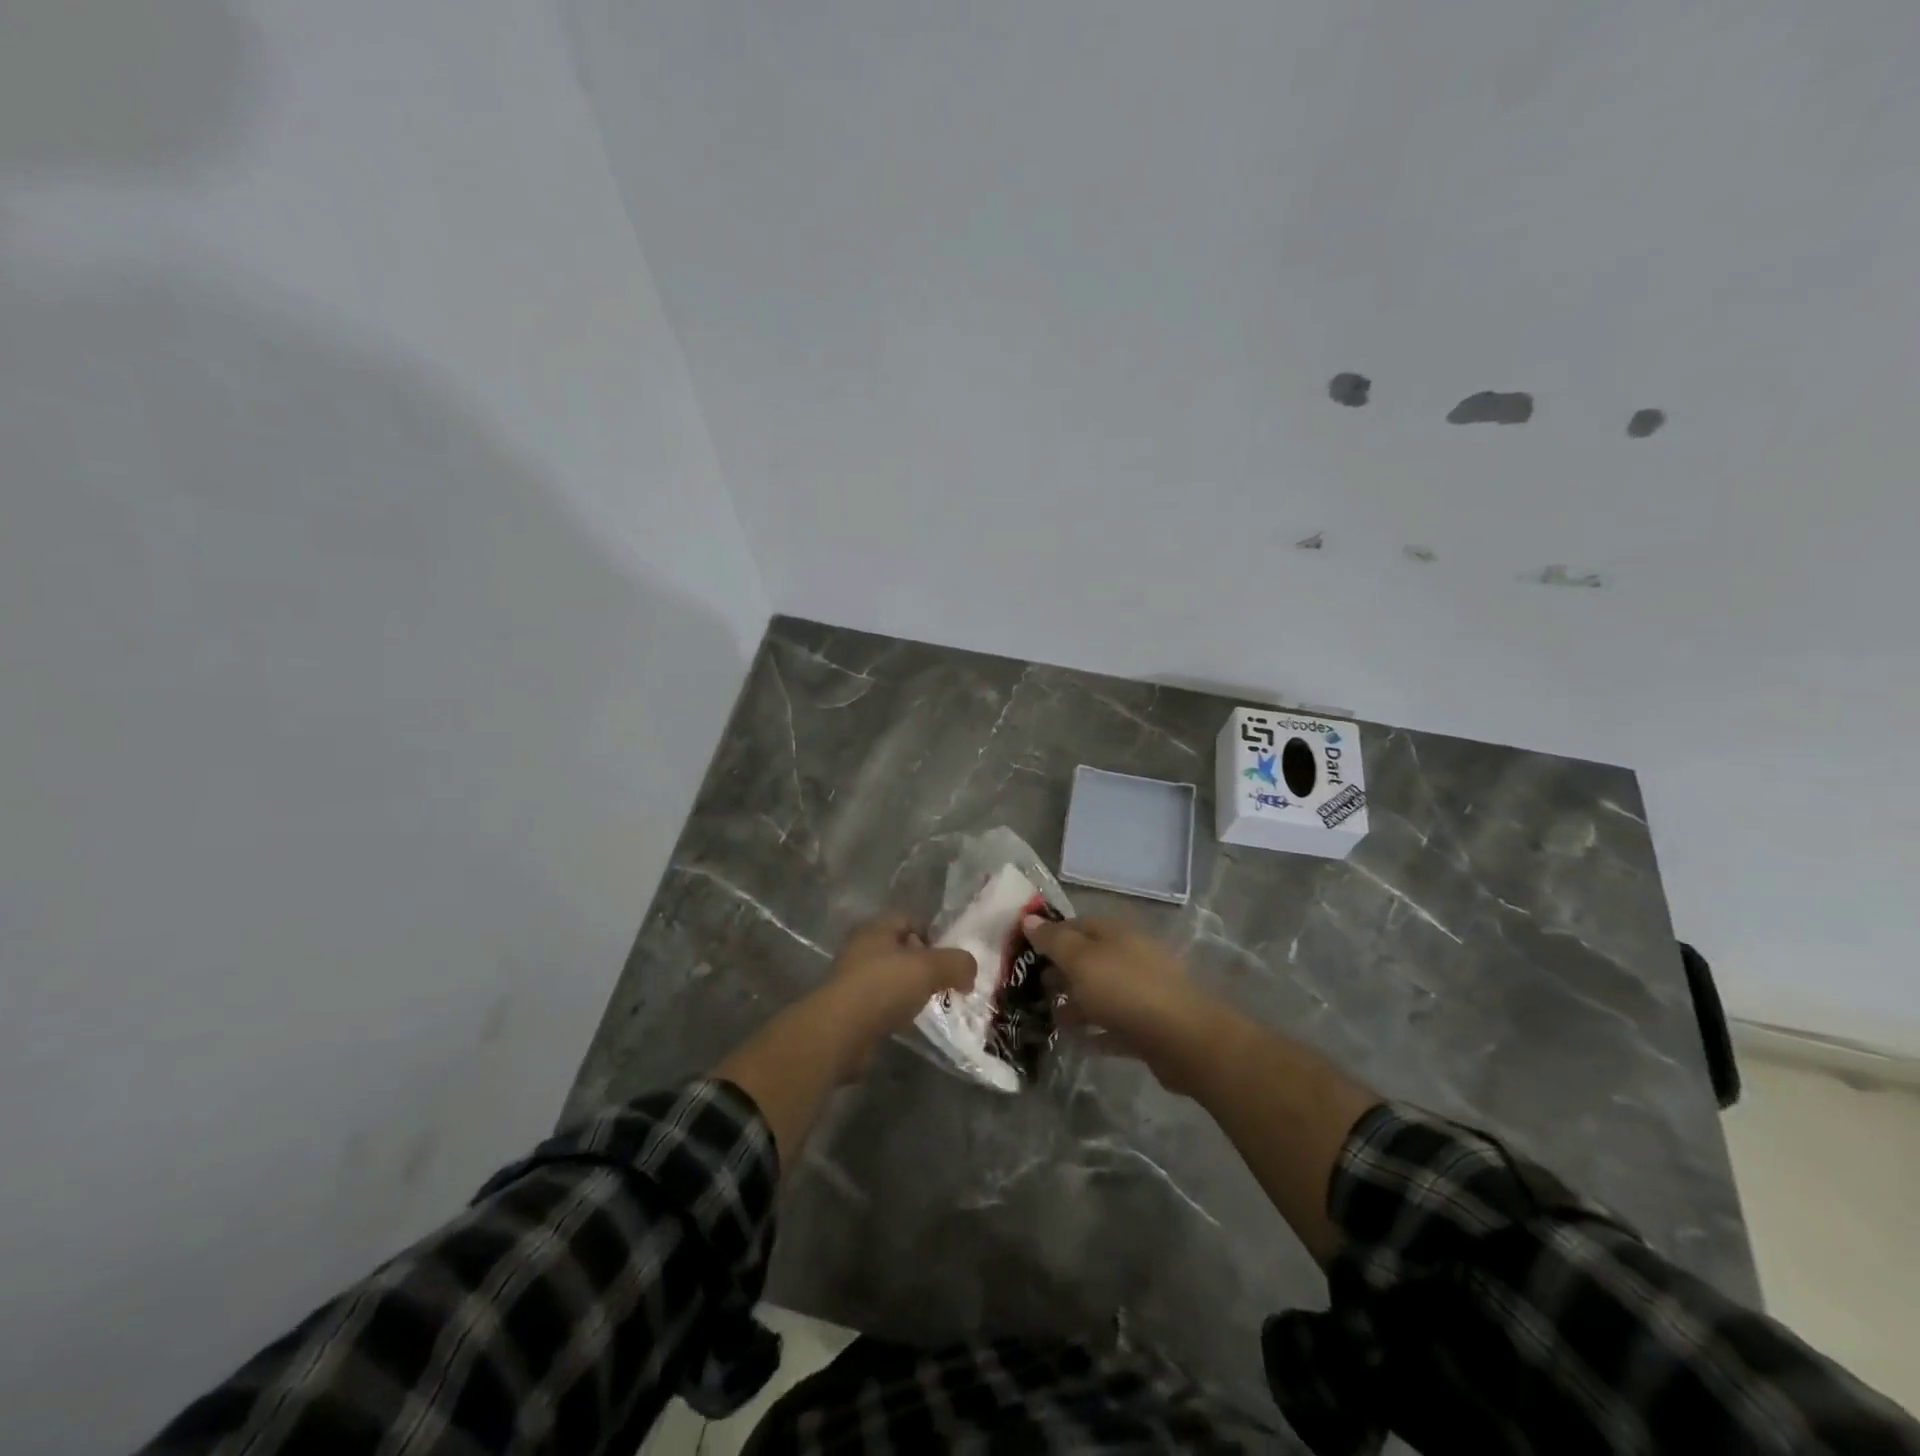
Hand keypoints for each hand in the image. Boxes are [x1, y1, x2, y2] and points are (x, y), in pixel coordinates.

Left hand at [823, 914, 974, 1079]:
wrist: (839, 1032)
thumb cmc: (883, 986)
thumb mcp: (929, 968)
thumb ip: (957, 963)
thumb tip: (969, 970)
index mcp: (876, 928)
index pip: (909, 919)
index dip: (932, 934)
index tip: (950, 957)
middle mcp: (861, 948)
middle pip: (901, 949)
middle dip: (924, 963)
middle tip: (946, 981)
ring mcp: (853, 979)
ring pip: (892, 977)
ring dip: (911, 989)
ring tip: (931, 1003)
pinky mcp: (851, 1009)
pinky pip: (882, 1003)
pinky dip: (898, 1010)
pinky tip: (910, 1022)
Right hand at [1022, 916, 1217, 1092]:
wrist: (1184, 1040)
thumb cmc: (1126, 990)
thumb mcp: (1081, 960)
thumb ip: (1054, 941)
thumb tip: (1028, 919)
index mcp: (1116, 933)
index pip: (1077, 924)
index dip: (1050, 934)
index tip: (1023, 951)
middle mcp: (1130, 956)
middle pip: (1089, 958)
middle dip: (1060, 971)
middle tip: (1031, 988)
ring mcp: (1142, 991)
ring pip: (1101, 992)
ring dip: (1075, 1003)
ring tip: (1048, 1018)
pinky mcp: (1149, 1025)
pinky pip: (1114, 1024)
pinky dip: (1095, 1030)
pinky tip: (1075, 1042)